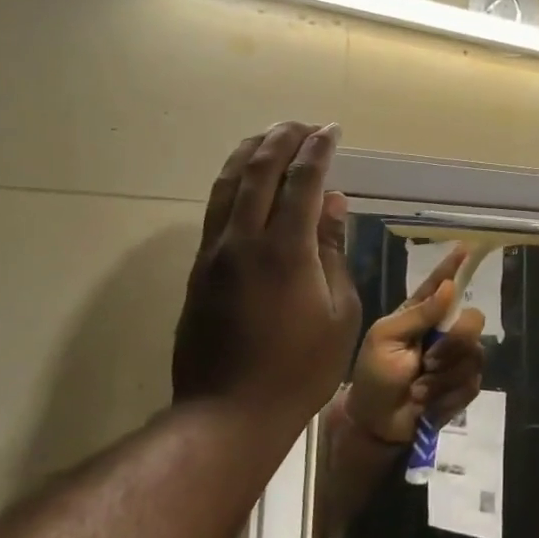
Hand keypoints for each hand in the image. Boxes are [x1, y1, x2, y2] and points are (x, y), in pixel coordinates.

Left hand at [172, 122, 361, 424]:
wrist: (229, 412)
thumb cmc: (301, 368)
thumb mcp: (339, 312)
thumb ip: (333, 252)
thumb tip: (333, 205)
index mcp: (285, 250)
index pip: (302, 181)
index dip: (318, 150)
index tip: (332, 131)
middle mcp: (243, 240)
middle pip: (259, 171)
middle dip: (282, 139)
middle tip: (303, 125)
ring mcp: (214, 253)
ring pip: (228, 184)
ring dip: (251, 153)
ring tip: (270, 136)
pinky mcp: (199, 270)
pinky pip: (215, 208)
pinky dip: (233, 181)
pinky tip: (245, 179)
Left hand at [346, 244, 487, 444]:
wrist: (375, 423)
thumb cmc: (373, 376)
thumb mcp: (385, 339)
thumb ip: (418, 314)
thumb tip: (450, 287)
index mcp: (420, 314)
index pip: (441, 284)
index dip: (455, 266)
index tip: (468, 247)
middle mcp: (443, 332)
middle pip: (473, 320)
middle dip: (454, 343)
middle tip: (428, 361)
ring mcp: (455, 359)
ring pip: (474, 354)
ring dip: (444, 375)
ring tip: (419, 387)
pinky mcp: (463, 386)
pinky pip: (472, 382)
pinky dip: (447, 394)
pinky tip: (428, 401)